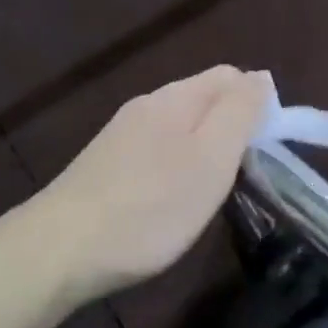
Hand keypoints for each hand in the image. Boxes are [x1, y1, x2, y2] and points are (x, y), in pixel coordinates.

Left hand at [37, 66, 273, 303]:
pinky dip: (177, 167)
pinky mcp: (106, 165)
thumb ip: (240, 112)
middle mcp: (147, 106)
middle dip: (231, 127)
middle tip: (241, 174)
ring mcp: (121, 135)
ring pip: (180, 127)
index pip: (230, 76)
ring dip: (205, 149)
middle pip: (204, 99)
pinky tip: (171, 200)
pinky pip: (157, 150)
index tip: (267, 147)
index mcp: (175, 97)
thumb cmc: (152, 206)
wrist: (60, 251)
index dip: (257, 103)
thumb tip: (261, 76)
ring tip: (210, 191)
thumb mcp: (212, 157)